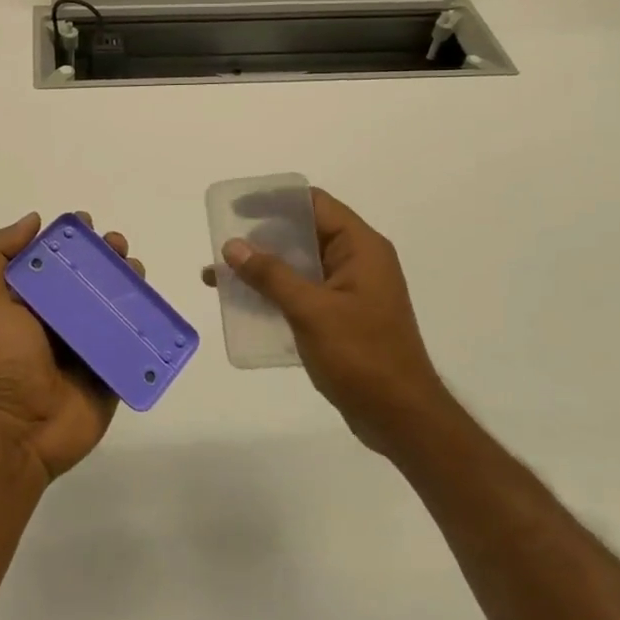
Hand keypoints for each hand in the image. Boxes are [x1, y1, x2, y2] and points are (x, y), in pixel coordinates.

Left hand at [0, 212, 136, 482]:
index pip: (54, 258)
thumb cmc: (1, 359)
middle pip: (90, 276)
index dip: (71, 238)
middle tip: (117, 247)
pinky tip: (153, 304)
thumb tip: (34, 220)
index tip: (86, 224)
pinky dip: (146, 319)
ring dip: (129, 280)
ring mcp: (88, 342)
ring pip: (115, 302)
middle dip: (107, 254)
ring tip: (135, 270)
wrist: (21, 428)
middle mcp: (59, 317)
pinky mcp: (112, 366)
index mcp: (29, 300)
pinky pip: (133, 338)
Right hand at [203, 188, 445, 461]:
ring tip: (219, 276)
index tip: (237, 208)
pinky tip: (243, 305)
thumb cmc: (362, 356)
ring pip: (299, 266)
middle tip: (223, 245)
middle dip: (261, 238)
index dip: (275, 201)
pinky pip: (302, 293)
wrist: (400, 418)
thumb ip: (271, 275)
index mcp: (361, 248)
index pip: (315, 204)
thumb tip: (233, 245)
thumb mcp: (311, 311)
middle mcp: (357, 261)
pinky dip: (274, 293)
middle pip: (304, 233)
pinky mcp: (341, 317)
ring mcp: (350, 291)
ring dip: (262, 269)